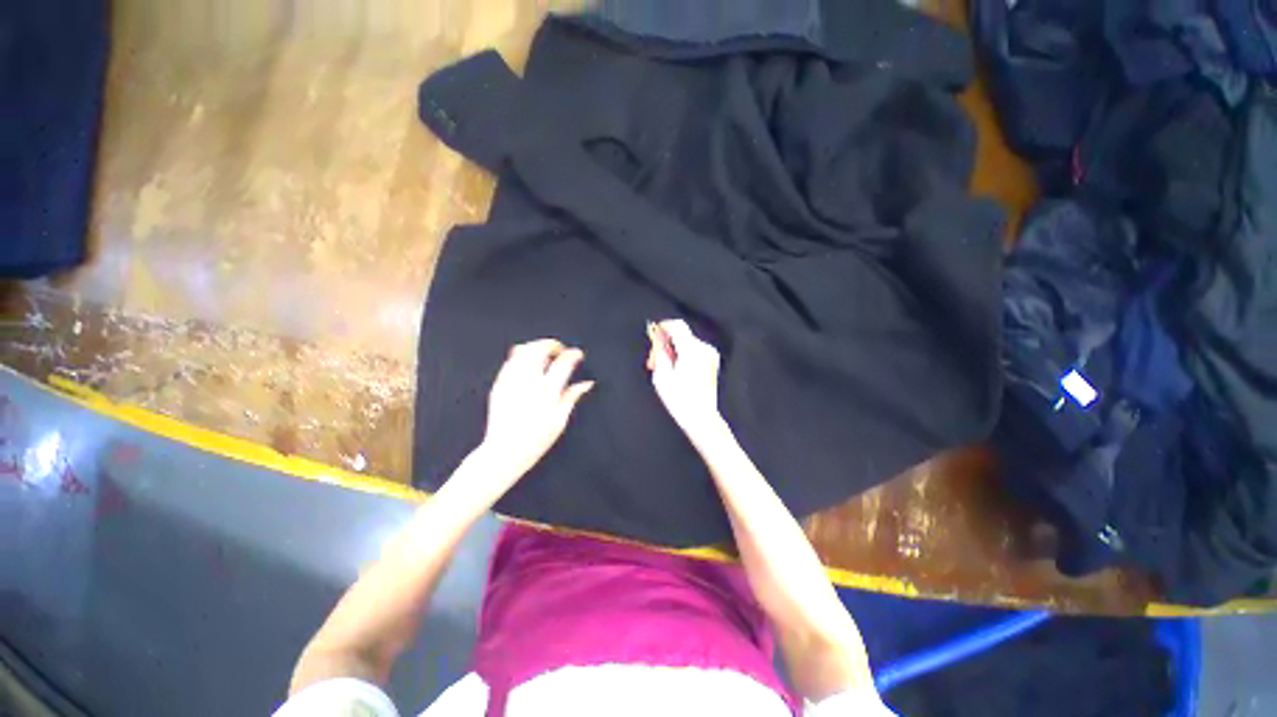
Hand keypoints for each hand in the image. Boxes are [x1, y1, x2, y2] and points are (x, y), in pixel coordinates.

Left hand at [480, 339, 593, 480]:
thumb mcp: (560, 420)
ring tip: (545, 354)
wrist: (504, 451)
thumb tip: (587, 383)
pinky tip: (528, 363)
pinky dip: (522, 355)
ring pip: (523, 350)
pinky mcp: (499, 384)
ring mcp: (511, 380)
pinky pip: (510, 360)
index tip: (578, 354)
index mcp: (547, 391)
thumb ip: (572, 397)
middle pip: (540, 349)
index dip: (573, 354)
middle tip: (560, 351)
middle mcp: (528, 381)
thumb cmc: (536, 439)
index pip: (563, 362)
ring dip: (536, 346)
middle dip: (553, 345)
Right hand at [646, 320, 724, 439]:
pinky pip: (694, 350)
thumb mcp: (661, 375)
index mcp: (691, 350)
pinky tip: (676, 369)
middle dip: (666, 343)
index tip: (654, 332)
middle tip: (655, 359)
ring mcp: (710, 355)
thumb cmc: (680, 399)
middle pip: (681, 335)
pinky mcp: (712, 361)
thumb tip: (657, 339)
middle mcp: (703, 349)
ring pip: (687, 343)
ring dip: (674, 350)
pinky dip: (683, 355)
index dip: (664, 326)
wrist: (701, 416)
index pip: (677, 326)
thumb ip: (659, 352)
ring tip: (664, 367)